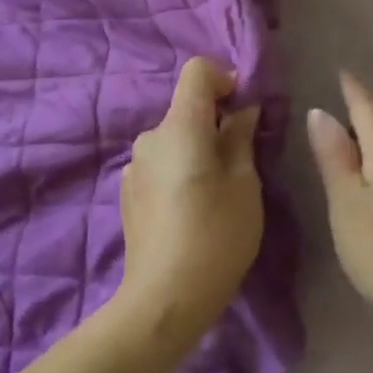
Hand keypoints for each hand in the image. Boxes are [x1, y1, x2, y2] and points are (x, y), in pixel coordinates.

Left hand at [118, 58, 262, 346]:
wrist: (163, 301)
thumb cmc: (216, 237)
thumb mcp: (245, 185)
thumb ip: (241, 138)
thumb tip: (242, 109)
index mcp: (180, 126)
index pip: (197, 71)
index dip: (225, 78)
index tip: (244, 108)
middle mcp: (151, 137)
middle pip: (186, 108)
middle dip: (215, 122)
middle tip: (240, 161)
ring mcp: (134, 165)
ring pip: (174, 139)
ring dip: (196, 149)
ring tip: (215, 192)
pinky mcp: (127, 191)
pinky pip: (160, 163)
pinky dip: (179, 169)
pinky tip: (189, 210)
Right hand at [307, 73, 372, 333]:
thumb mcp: (346, 201)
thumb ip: (333, 155)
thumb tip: (320, 112)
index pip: (367, 106)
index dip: (351, 89)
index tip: (338, 71)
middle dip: (361, 109)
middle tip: (336, 98)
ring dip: (372, 134)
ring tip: (347, 133)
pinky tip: (372, 171)